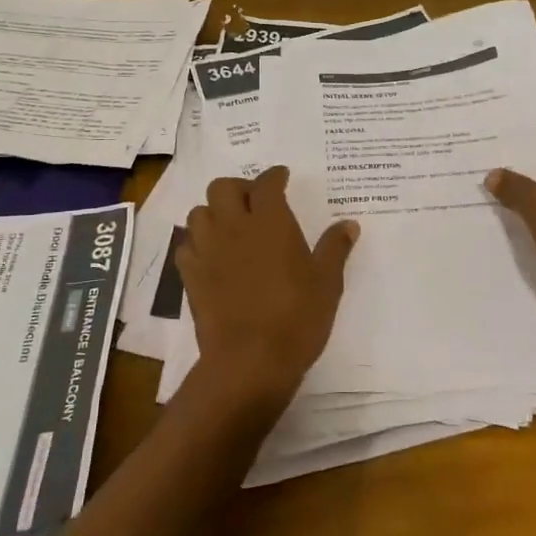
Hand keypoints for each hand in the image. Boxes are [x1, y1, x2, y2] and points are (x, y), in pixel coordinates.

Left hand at [176, 166, 358, 411]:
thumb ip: (335, 248)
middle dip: (238, 188)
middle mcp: (233, 226)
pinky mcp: (190, 275)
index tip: (281, 177)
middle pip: (222, 187)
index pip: (267, 183)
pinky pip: (186, 246)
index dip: (274, 176)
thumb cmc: (296, 317)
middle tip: (254, 203)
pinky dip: (197, 244)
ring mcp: (207, 250)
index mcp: (270, 221)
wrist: (250, 359)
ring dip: (213, 213)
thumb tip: (349, 224)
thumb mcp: (327, 282)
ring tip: (230, 227)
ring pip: (199, 212)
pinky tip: (211, 256)